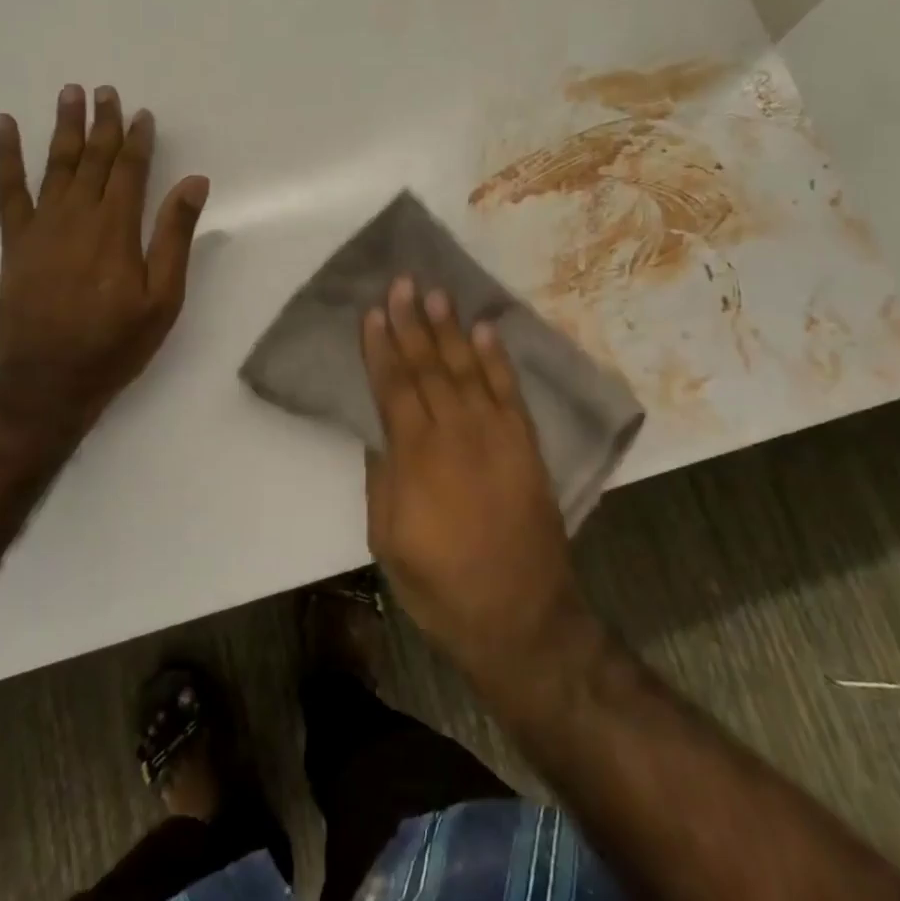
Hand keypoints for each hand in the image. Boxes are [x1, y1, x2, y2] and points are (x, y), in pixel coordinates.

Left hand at [0, 84, 208, 431]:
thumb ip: (175, 236)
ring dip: (63, 127)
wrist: (46, 382)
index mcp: (117, 229)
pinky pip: (8, 189)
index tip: (142, 113)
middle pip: (93, 159)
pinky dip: (6, 155)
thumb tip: (195, 183)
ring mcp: (41, 226)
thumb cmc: (115, 344)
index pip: (130, 171)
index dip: (138, 140)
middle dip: (102, 124)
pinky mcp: (15, 241)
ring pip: (56, 165)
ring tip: (69, 94)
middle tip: (105, 91)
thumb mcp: (163, 298)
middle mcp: (78, 216)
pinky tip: (4, 127)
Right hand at [361, 277, 591, 687]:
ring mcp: (496, 436)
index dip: (381, 348)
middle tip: (403, 283)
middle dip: (413, 323)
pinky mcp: (526, 445)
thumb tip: (380, 430)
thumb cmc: (441, 586)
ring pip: (467, 369)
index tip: (373, 312)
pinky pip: (509, 391)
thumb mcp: (388, 541)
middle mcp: (456, 434)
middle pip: (429, 367)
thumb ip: (382, 479)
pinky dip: (497, 359)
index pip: (394, 387)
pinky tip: (485, 331)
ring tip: (438, 294)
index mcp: (416, 458)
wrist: (521, 617)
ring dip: (451, 330)